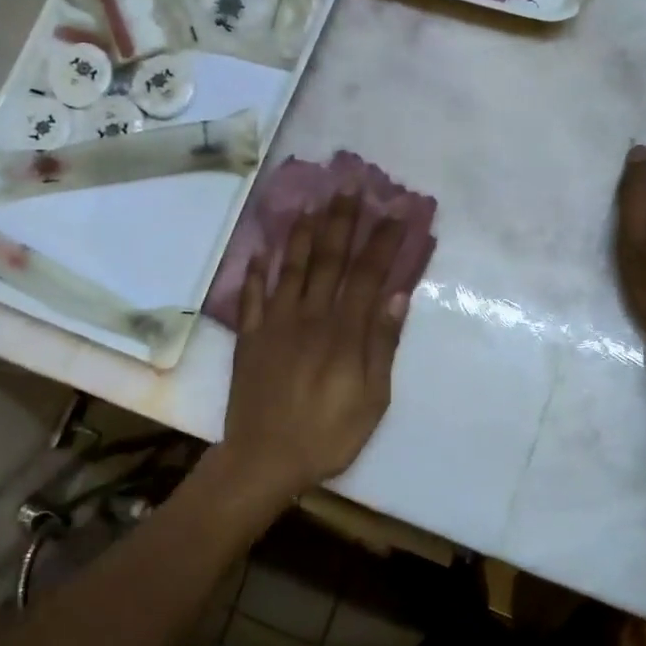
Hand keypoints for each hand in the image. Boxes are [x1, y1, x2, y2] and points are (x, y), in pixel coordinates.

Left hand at [221, 193, 410, 501]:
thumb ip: (381, 345)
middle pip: (329, 259)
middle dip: (342, 220)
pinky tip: (262, 250)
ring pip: (291, 267)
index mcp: (343, 332)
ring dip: (303, 233)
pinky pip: (252, 296)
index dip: (382, 241)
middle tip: (350, 185)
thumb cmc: (328, 435)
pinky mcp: (250, 337)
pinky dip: (257, 271)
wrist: (264, 459)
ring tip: (312, 202)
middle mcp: (309, 316)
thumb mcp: (372, 399)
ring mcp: (275, 324)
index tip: (396, 210)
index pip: (367, 274)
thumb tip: (396, 296)